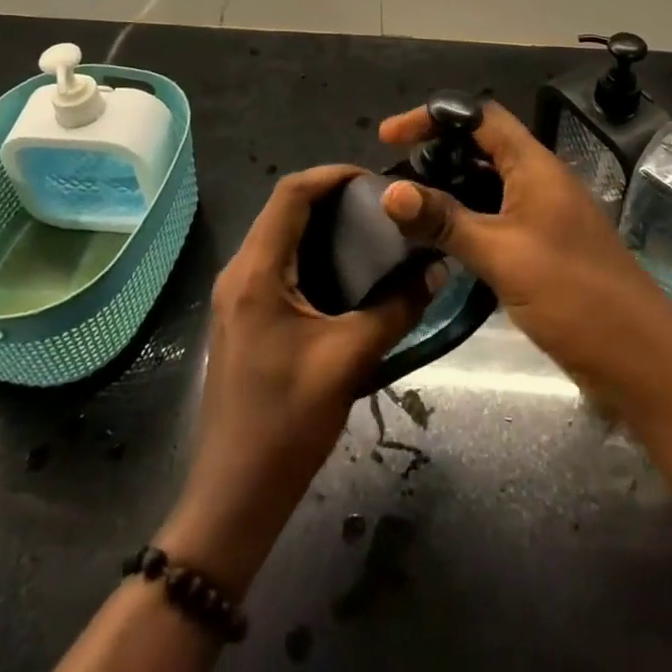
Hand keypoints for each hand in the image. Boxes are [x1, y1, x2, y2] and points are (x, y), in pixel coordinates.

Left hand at [156, 165, 436, 596]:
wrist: (234, 496)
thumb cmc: (286, 422)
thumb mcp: (348, 360)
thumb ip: (396, 309)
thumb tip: (437, 268)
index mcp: (256, 272)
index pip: (290, 193)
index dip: (332, 175)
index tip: (376, 178)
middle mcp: (240, 272)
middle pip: (283, 208)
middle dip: (331, 195)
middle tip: (381, 203)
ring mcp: (236, 295)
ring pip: (279, 234)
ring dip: (320, 223)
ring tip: (371, 229)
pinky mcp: (243, 316)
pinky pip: (277, 262)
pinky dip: (310, 250)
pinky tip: (346, 270)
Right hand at [377, 102, 671, 393]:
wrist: (642, 361)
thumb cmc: (575, 295)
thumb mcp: (503, 255)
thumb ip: (445, 221)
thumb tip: (389, 192)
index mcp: (535, 166)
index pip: (480, 117)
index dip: (434, 117)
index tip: (390, 137)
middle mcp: (539, 181)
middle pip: (481, 147)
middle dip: (436, 153)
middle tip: (393, 176)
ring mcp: (543, 215)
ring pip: (486, 185)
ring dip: (448, 190)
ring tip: (406, 208)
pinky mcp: (543, 248)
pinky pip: (495, 218)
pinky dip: (464, 220)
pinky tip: (438, 243)